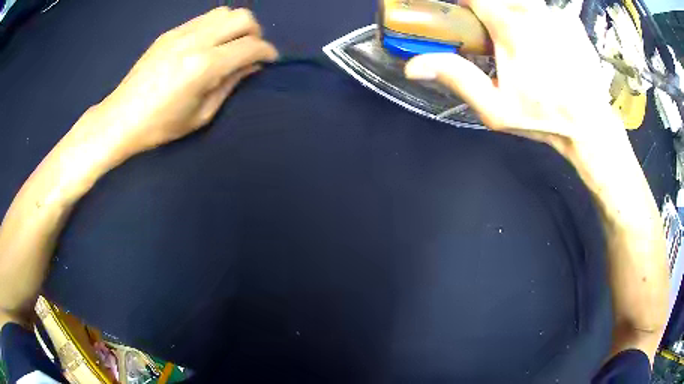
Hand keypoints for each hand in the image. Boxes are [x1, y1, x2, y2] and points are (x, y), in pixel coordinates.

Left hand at [94, 7, 277, 156]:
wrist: (120, 118)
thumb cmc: (160, 125)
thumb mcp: (201, 114)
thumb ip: (230, 84)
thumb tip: (251, 65)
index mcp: (204, 66)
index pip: (250, 46)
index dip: (267, 52)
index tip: (270, 60)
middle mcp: (195, 41)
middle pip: (242, 17)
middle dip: (255, 33)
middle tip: (249, 52)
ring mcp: (181, 32)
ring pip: (224, 12)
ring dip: (235, 26)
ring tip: (229, 45)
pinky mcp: (170, 32)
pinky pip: (204, 18)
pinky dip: (216, 26)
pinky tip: (208, 44)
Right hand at [404, 0, 623, 161]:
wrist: (588, 127)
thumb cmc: (543, 118)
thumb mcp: (494, 107)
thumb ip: (456, 78)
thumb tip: (414, 65)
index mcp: (511, 27)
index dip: (468, 4)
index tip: (468, 17)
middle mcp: (534, 13)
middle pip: (501, 0)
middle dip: (494, 13)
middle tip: (499, 39)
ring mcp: (556, 15)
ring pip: (524, 4)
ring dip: (518, 19)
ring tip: (528, 49)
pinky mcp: (571, 22)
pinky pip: (546, 13)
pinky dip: (542, 24)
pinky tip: (549, 49)